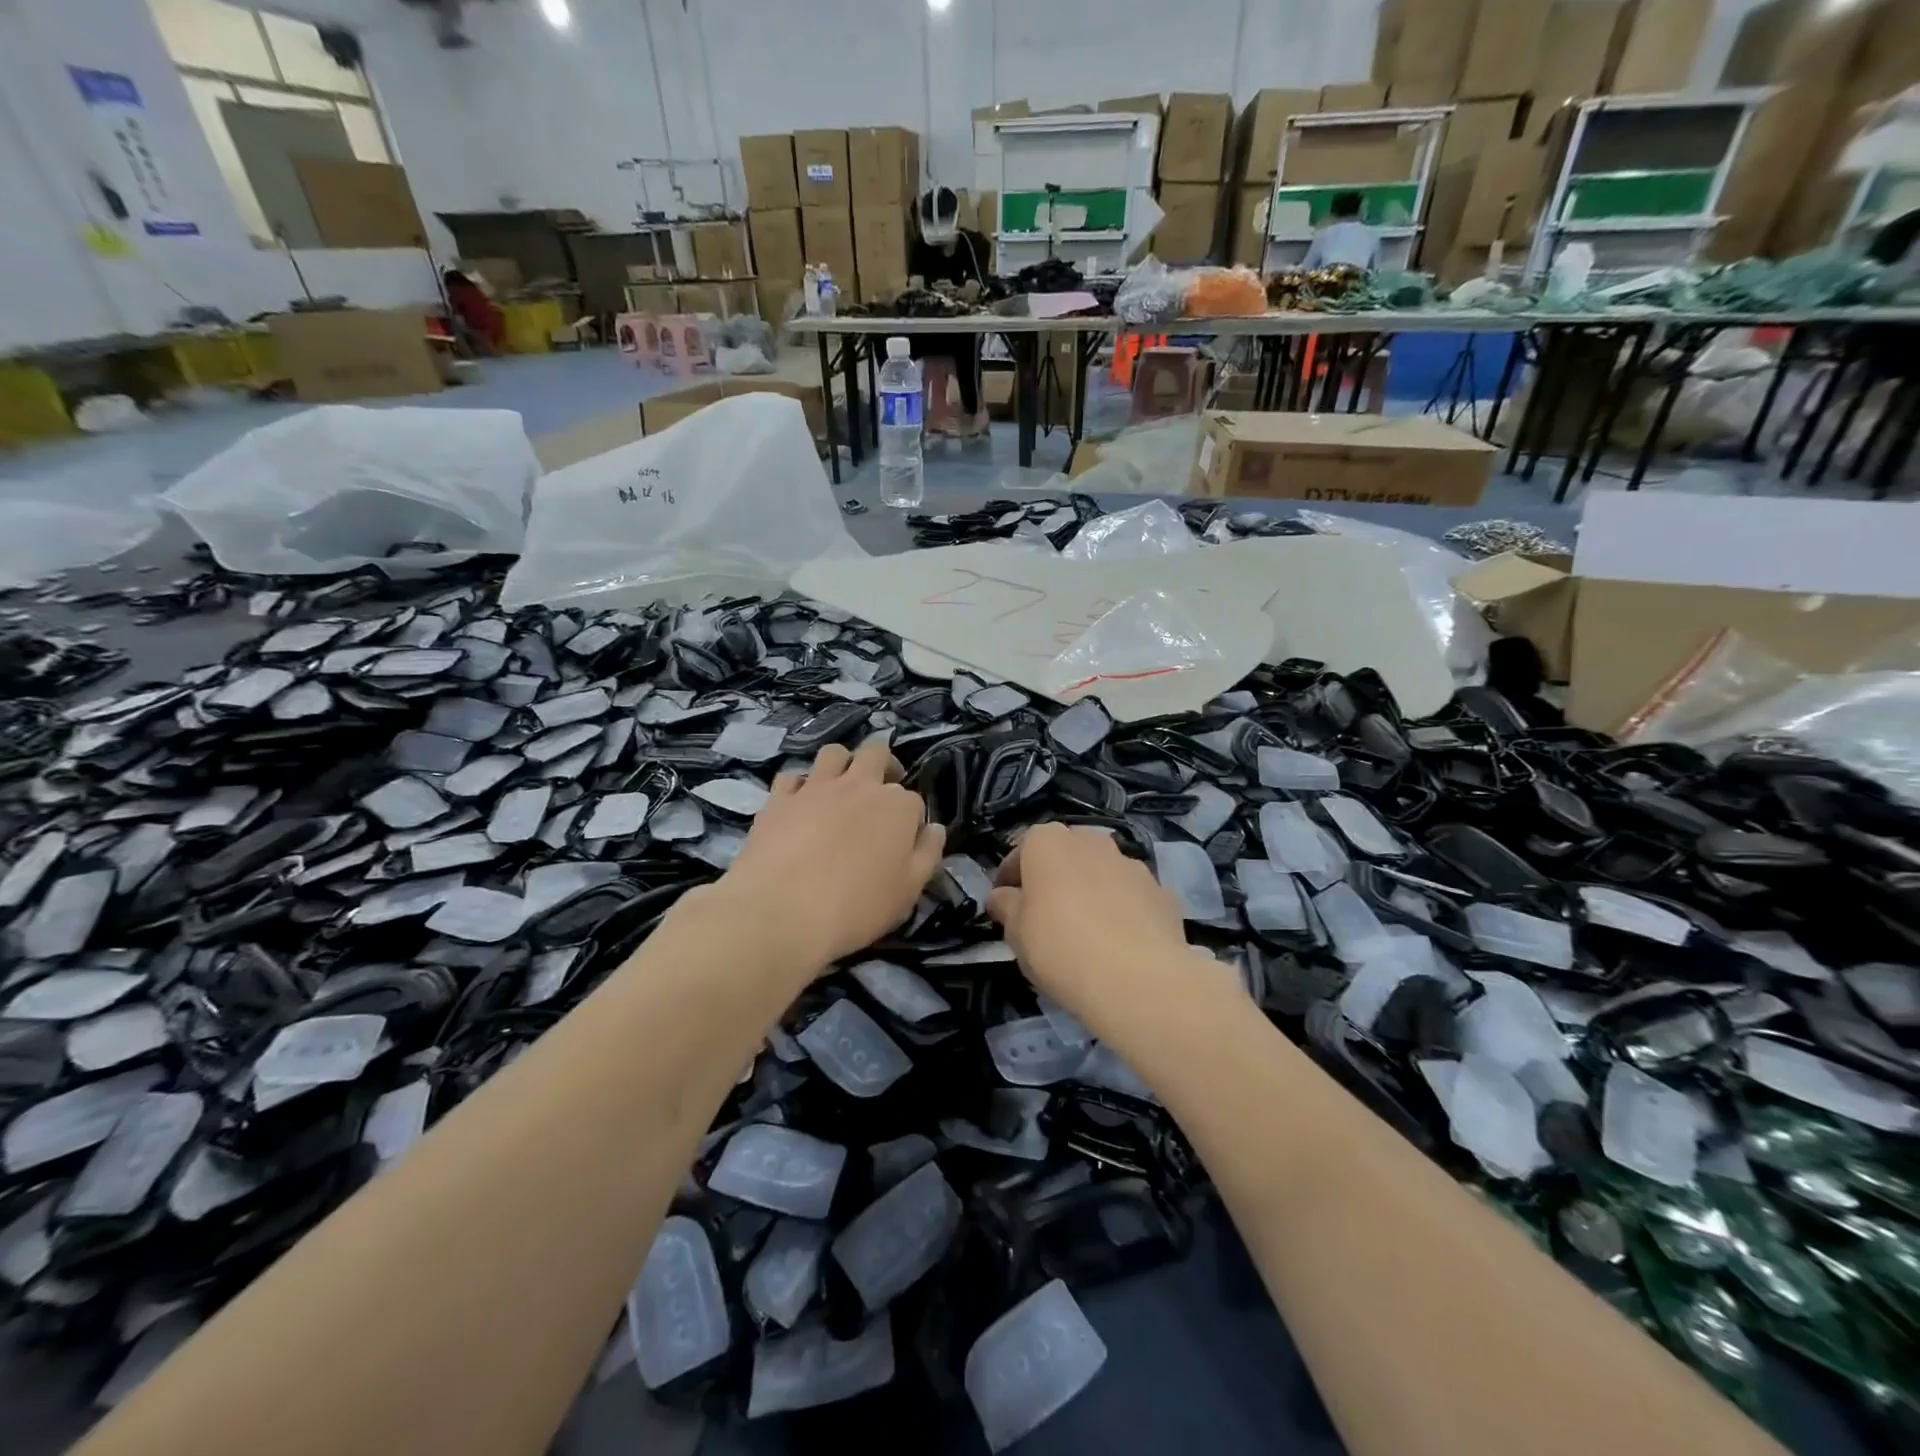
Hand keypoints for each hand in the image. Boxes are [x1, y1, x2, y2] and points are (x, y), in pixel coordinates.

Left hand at [721, 739, 944, 972]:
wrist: (782, 913)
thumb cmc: (857, 907)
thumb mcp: (908, 891)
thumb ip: (927, 854)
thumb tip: (935, 828)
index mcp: (897, 806)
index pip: (913, 799)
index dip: (910, 818)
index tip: (903, 840)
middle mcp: (859, 785)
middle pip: (876, 753)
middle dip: (883, 765)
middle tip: (879, 791)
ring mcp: (816, 787)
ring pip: (834, 753)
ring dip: (842, 764)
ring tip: (839, 788)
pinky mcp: (779, 799)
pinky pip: (791, 777)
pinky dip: (798, 786)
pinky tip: (798, 805)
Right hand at [986, 824, 1199, 1028]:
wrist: (1138, 979)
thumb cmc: (1060, 948)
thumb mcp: (1016, 933)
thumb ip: (1006, 907)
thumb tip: (1001, 897)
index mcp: (1049, 843)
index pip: (1023, 848)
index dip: (1011, 875)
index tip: (1006, 902)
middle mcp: (1091, 842)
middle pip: (1066, 852)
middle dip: (1055, 875)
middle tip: (1045, 912)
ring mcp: (1131, 864)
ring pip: (1102, 871)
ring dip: (1091, 889)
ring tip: (1086, 929)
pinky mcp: (1161, 892)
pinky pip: (1131, 895)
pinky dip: (1122, 909)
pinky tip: (1118, 942)